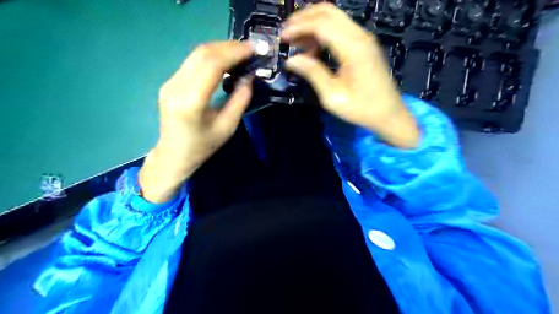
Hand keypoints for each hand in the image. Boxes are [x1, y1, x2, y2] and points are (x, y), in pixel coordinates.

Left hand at [140, 42, 253, 203]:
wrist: (173, 155)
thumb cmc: (203, 147)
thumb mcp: (227, 128)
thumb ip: (240, 101)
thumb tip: (249, 77)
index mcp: (191, 102)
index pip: (211, 65)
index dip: (233, 53)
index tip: (252, 49)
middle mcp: (176, 87)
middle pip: (202, 54)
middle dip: (228, 47)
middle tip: (248, 49)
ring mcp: (169, 83)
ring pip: (196, 55)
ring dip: (219, 49)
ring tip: (239, 53)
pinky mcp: (169, 83)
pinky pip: (191, 62)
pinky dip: (210, 57)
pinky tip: (223, 61)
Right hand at [284, 2, 419, 148]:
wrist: (388, 113)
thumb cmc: (362, 109)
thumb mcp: (333, 96)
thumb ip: (313, 74)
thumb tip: (291, 60)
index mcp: (353, 48)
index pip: (321, 24)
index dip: (298, 27)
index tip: (282, 38)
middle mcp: (360, 36)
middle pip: (328, 11)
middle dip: (303, 18)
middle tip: (287, 34)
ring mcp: (364, 38)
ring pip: (334, 17)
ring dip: (312, 25)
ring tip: (297, 44)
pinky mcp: (364, 44)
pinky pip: (340, 28)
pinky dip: (323, 32)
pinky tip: (314, 49)